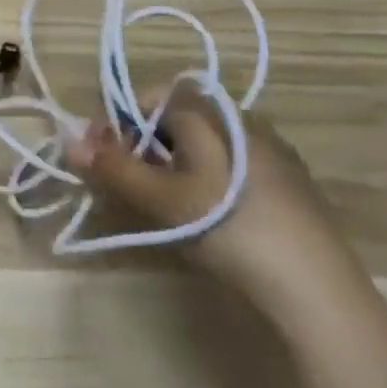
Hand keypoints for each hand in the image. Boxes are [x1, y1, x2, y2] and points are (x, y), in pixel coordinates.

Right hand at [63, 84, 365, 312]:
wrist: (318, 291)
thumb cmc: (229, 229)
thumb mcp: (161, 200)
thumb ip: (113, 167)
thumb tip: (68, 141)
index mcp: (208, 108)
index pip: (146, 96)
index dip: (117, 125)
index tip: (105, 163)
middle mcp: (238, 115)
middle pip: (173, 119)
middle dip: (143, 148)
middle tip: (130, 190)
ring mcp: (268, 147)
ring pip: (201, 144)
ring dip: (172, 167)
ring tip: (165, 209)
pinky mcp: (287, 180)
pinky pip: (229, 164)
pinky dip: (206, 181)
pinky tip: (209, 218)